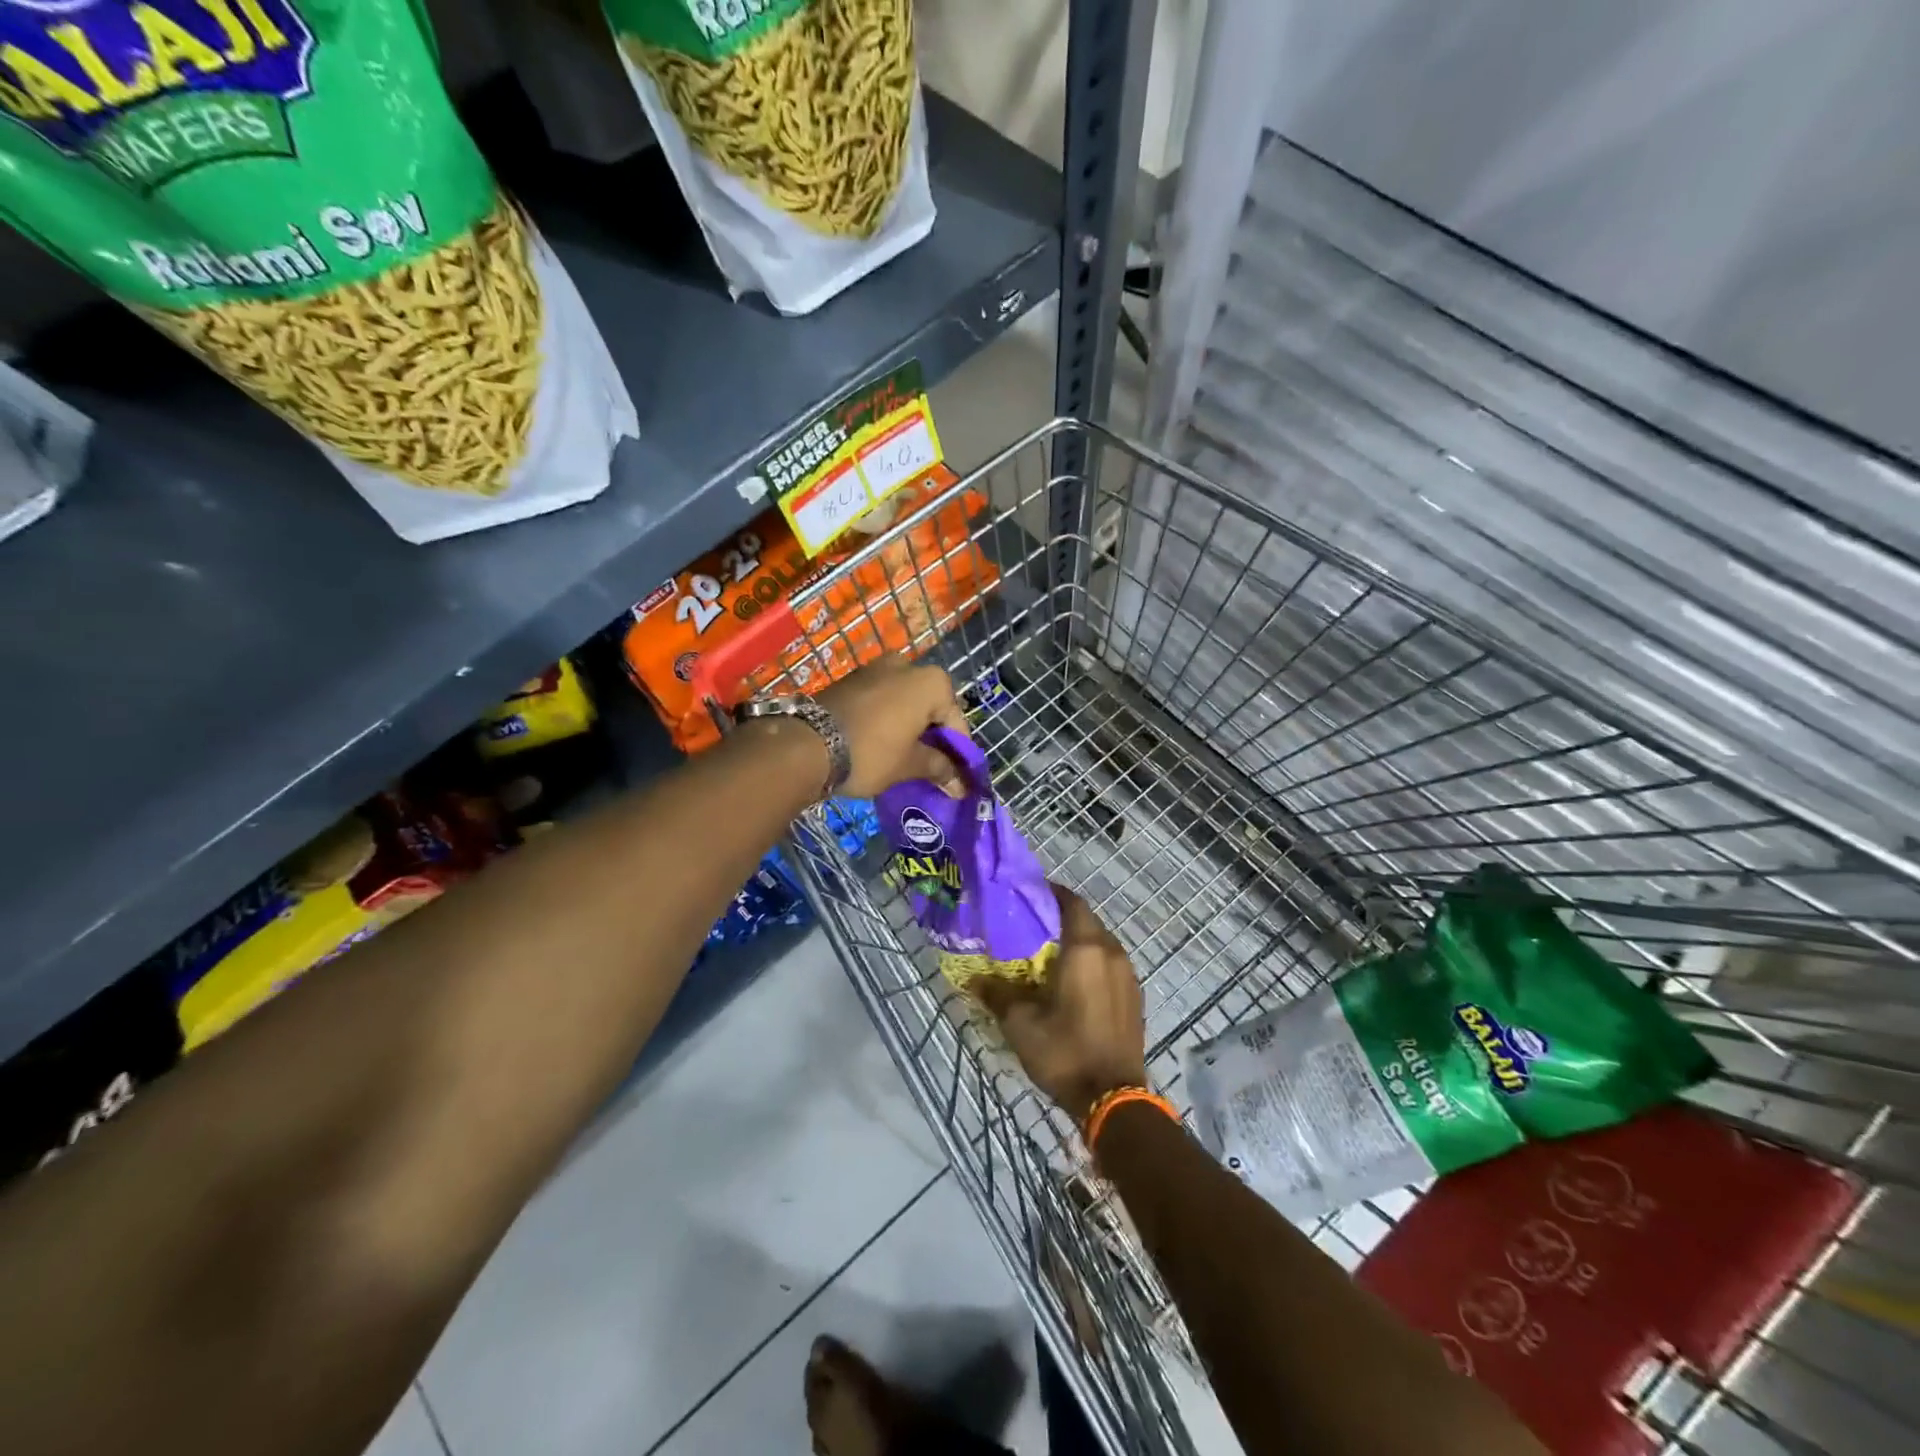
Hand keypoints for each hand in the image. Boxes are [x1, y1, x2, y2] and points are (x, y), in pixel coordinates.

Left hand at [814, 655, 968, 797]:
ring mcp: (875, 669)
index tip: (955, 777)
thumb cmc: (871, 753)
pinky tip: (882, 744)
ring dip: (909, 727)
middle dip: (932, 736)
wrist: (806, 744)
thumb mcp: (909, 765)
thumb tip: (959, 784)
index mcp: (930, 682)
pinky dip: (887, 720)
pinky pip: (881, 700)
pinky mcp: (851, 680)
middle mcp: (907, 665)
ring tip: (906, 758)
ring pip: (904, 702)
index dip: (958, 752)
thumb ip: (939, 769)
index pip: (956, 721)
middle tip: (931, 767)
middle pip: (930, 706)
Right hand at [974, 886, 1148, 1121]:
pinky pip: (1110, 964)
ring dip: (1078, 940)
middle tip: (1032, 926)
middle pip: (1087, 920)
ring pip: (1101, 942)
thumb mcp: (1020, 1023)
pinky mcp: (1135, 996)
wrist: (1114, 1098)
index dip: (1051, 893)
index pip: (1071, 902)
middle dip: (1061, 917)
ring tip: (1050, 953)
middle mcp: (1111, 952)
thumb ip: (998, 994)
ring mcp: (1128, 974)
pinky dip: (1092, 962)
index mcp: (1085, 949)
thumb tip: (975, 980)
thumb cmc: (1065, 1051)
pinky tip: (1073, 981)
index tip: (1029, 895)